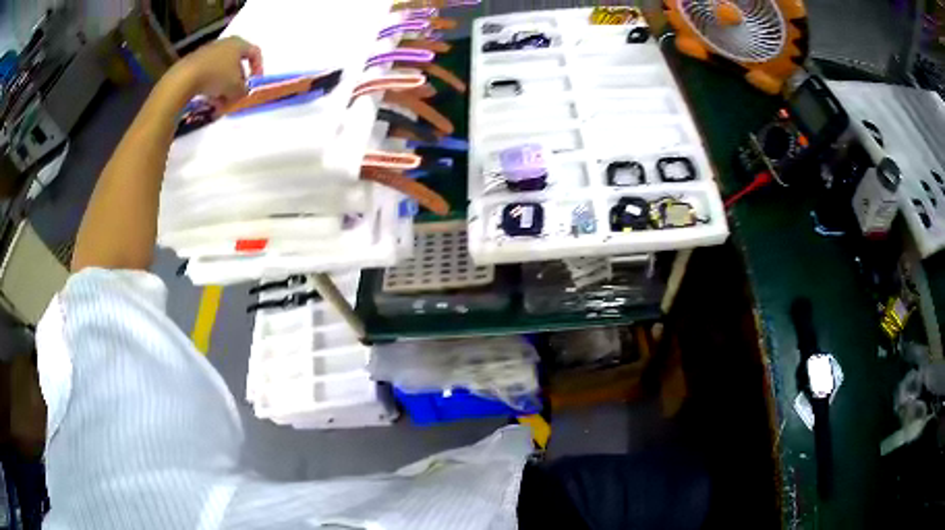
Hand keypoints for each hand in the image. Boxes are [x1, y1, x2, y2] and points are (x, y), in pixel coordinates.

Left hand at [171, 36, 263, 108]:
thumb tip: (241, 92)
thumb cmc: (216, 77)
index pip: (255, 53)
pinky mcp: (194, 63)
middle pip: (236, 64)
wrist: (184, 78)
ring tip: (219, 104)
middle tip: (235, 98)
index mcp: (238, 44)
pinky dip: (211, 87)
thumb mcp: (236, 88)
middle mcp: (224, 44)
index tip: (254, 84)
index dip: (258, 68)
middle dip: (236, 83)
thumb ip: (243, 91)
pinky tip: (207, 100)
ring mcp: (208, 53)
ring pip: (221, 72)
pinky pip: (208, 75)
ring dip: (223, 89)